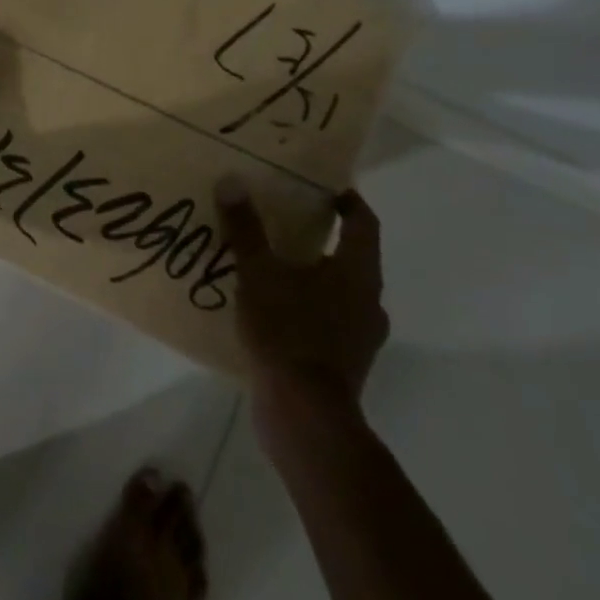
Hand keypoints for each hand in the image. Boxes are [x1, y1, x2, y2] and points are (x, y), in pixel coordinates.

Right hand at [215, 179, 389, 419]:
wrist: (304, 416)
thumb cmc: (289, 332)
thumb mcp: (258, 274)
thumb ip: (245, 230)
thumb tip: (232, 182)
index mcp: (358, 273)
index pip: (363, 223)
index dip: (346, 200)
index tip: (320, 185)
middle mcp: (368, 301)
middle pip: (350, 255)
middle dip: (319, 236)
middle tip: (281, 218)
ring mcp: (358, 336)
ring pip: (337, 289)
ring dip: (309, 273)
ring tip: (268, 261)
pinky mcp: (342, 362)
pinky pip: (324, 319)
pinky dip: (303, 305)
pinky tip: (268, 306)